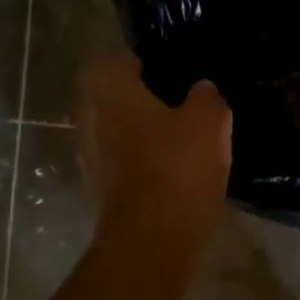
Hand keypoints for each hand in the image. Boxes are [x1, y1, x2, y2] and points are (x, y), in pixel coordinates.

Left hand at [77, 50, 232, 243]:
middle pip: (111, 97)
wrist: (151, 239)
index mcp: (113, 93)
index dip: (138, 61)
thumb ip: (206, 98)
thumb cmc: (177, 167)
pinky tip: (167, 172)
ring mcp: (91, 158)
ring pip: (114, 132)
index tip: (164, 70)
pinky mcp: (99, 191)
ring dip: (138, 133)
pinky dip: (138, 163)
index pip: (113, 60)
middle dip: (139, 99)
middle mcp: (92, 120)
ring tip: (176, 139)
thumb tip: (202, 90)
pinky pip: (119, 164)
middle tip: (175, 104)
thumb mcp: (209, 122)